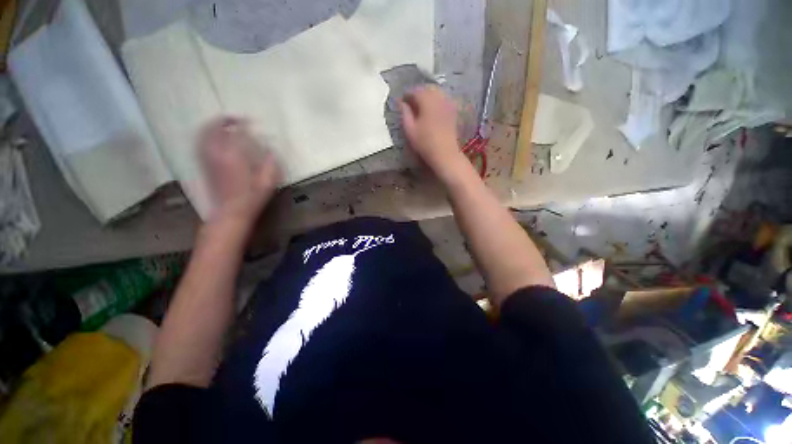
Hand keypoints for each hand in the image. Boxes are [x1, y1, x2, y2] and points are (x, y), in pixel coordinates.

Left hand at [199, 117, 280, 229]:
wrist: (230, 213)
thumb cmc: (252, 198)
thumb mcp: (267, 181)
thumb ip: (270, 163)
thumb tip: (271, 149)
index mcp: (235, 156)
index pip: (236, 132)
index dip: (244, 123)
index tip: (251, 122)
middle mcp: (217, 154)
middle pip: (214, 129)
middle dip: (223, 120)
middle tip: (234, 119)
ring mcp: (208, 159)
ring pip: (204, 135)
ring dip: (212, 126)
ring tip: (222, 124)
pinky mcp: (204, 166)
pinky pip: (200, 144)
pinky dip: (204, 136)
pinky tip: (211, 138)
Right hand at [400, 86, 462, 172]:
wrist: (445, 153)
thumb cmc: (425, 142)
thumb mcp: (410, 129)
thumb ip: (405, 113)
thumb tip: (401, 103)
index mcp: (427, 100)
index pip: (415, 91)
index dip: (407, 95)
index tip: (402, 102)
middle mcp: (439, 97)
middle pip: (427, 88)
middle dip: (418, 93)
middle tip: (411, 103)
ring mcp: (448, 103)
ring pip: (437, 92)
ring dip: (428, 96)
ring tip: (421, 106)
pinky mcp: (453, 110)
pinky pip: (444, 99)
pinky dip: (436, 100)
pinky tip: (432, 110)